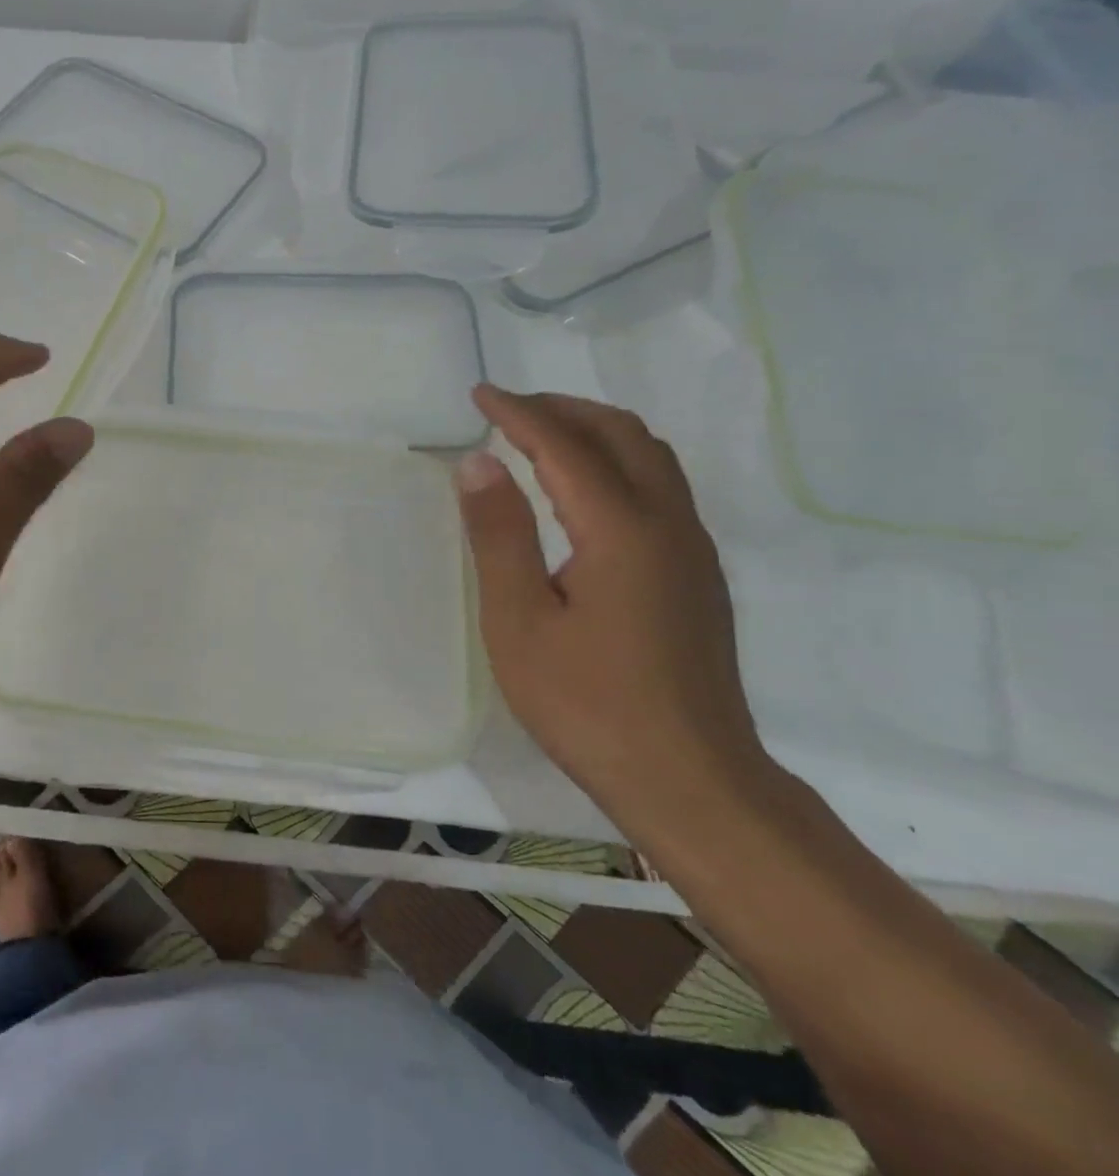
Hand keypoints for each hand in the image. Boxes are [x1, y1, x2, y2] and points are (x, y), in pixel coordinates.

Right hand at [457, 386, 774, 832]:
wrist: (690, 780)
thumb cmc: (587, 705)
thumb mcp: (520, 622)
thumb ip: (500, 535)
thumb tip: (479, 463)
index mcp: (622, 531)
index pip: (564, 446)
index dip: (518, 414)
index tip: (479, 395)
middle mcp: (669, 524)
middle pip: (621, 435)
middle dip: (562, 409)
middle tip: (507, 409)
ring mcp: (692, 549)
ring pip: (650, 457)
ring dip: (594, 430)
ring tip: (541, 435)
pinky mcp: (697, 575)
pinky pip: (660, 486)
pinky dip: (616, 461)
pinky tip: (584, 489)